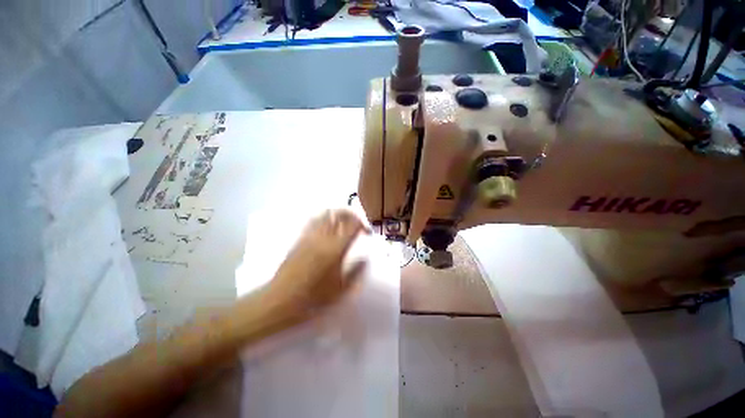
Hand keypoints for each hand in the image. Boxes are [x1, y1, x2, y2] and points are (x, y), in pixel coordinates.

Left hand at [265, 209, 370, 321]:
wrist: (280, 300)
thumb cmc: (313, 298)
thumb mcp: (341, 289)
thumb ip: (357, 271)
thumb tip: (365, 259)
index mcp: (335, 249)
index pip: (353, 225)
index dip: (363, 224)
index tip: (366, 233)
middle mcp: (323, 237)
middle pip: (338, 213)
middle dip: (350, 214)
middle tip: (356, 223)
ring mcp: (309, 236)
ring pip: (324, 214)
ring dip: (337, 215)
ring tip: (343, 224)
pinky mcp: (299, 239)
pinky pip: (313, 221)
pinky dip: (324, 219)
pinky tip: (326, 230)